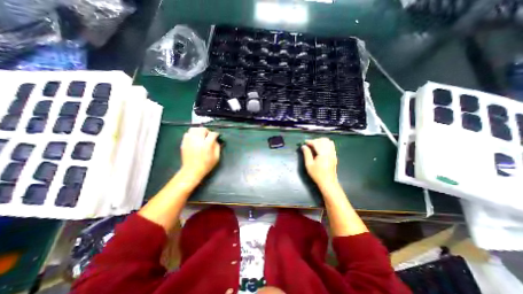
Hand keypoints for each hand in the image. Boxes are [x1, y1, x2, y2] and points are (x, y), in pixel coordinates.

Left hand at [180, 128, 219, 180]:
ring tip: (201, 136)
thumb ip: (217, 147)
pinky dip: (192, 134)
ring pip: (194, 129)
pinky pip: (187, 134)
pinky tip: (194, 139)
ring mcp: (189, 141)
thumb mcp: (216, 157)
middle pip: (202, 129)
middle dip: (207, 131)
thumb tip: (216, 140)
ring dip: (199, 131)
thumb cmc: (206, 165)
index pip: (212, 134)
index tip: (216, 136)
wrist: (192, 170)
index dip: (216, 134)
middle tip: (208, 136)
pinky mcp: (184, 143)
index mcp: (207, 145)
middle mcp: (197, 141)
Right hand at [303, 137, 338, 185]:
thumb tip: (303, 146)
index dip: (310, 141)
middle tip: (309, 145)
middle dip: (315, 140)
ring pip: (328, 142)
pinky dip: (326, 144)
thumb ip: (306, 154)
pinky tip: (321, 148)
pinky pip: (331, 145)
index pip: (317, 143)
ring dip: (321, 141)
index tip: (304, 142)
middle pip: (323, 140)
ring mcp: (333, 154)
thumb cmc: (317, 175)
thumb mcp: (309, 165)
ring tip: (315, 146)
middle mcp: (329, 152)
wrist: (328, 182)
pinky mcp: (334, 156)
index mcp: (323, 154)